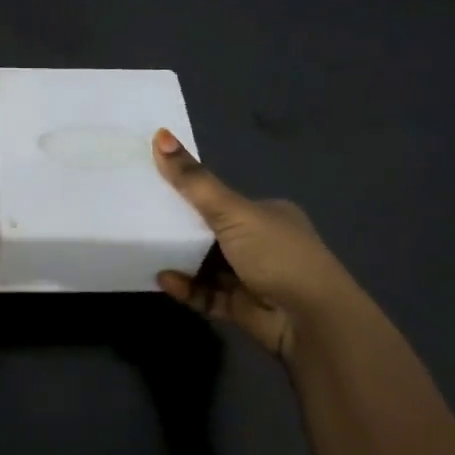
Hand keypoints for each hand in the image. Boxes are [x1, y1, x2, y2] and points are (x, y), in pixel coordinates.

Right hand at [152, 128, 368, 358]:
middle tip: (143, 222)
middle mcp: (263, 244)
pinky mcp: (243, 309)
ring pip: (207, 266)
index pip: (224, 201)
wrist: (311, 321)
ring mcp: (254, 278)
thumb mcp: (232, 211)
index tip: (158, 190)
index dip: (192, 195)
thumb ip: (194, 180)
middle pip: (212, 233)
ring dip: (180, 261)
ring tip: (146, 251)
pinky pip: (206, 295)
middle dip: (181, 231)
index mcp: (269, 215)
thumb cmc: (276, 255)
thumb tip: (160, 133)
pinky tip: (164, 280)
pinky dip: (186, 288)